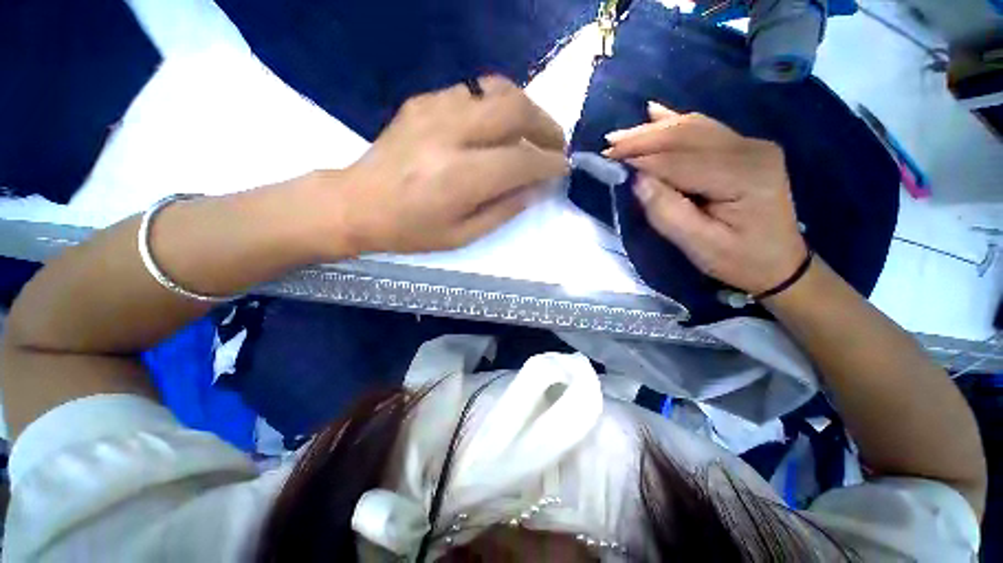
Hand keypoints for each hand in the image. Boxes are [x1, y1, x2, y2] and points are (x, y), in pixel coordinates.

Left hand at [327, 76, 567, 254]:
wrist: (355, 203)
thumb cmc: (410, 231)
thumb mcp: (461, 237)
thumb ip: (503, 211)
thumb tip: (535, 189)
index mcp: (460, 178)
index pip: (522, 159)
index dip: (550, 163)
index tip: (563, 169)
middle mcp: (451, 135)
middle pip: (516, 109)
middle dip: (547, 126)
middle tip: (555, 146)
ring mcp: (434, 111)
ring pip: (497, 90)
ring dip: (524, 110)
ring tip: (531, 133)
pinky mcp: (423, 102)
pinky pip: (473, 92)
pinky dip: (495, 105)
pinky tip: (495, 127)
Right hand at [603, 103, 806, 295]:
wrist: (780, 262)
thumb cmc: (739, 259)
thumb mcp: (699, 245)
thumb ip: (667, 211)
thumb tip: (638, 180)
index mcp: (744, 176)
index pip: (680, 161)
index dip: (643, 159)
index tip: (609, 159)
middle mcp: (750, 150)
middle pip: (687, 135)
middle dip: (643, 139)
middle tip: (609, 144)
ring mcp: (750, 145)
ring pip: (693, 127)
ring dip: (654, 130)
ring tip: (621, 136)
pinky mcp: (744, 148)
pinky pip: (704, 129)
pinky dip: (675, 122)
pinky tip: (655, 112)